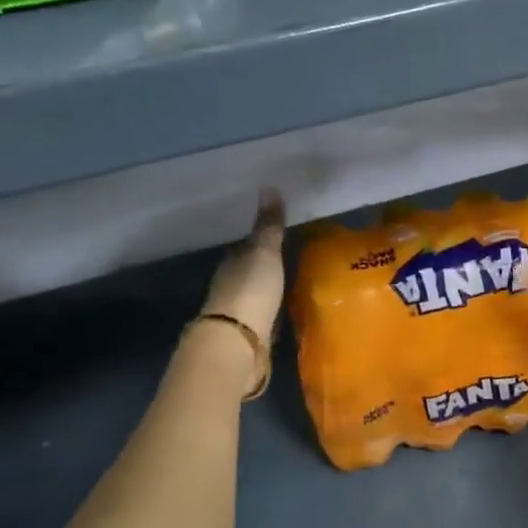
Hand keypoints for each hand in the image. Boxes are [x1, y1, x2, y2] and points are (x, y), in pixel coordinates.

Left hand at [203, 190, 285, 347]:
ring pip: (258, 293)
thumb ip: (268, 225)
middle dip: (269, 265)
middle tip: (295, 258)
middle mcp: (231, 284)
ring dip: (272, 289)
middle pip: (251, 270)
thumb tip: (268, 186)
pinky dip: (275, 309)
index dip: (263, 240)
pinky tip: (289, 308)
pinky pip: (266, 314)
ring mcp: (240, 311)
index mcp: (232, 262)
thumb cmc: (251, 290)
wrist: (240, 341)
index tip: (283, 236)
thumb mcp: (264, 252)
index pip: (246, 246)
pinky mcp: (251, 333)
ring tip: (296, 283)